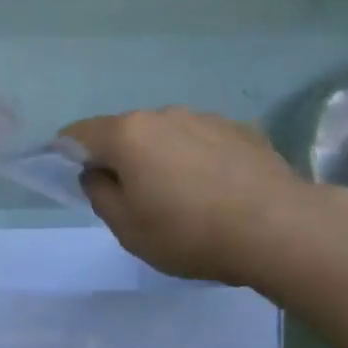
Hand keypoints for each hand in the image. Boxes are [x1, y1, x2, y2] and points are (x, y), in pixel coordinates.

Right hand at [62, 108, 317, 286]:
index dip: (67, 153)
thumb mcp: (128, 229)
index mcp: (127, 134)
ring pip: (166, 134)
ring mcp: (205, 118)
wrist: (280, 229)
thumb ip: (100, 195)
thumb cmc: (189, 233)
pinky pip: (202, 141)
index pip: (78, 134)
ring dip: (161, 156)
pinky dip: (197, 158)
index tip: (75, 176)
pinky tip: (216, 190)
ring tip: (181, 195)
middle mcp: (163, 115)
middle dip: (120, 157)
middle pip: (125, 132)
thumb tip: (96, 173)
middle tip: (132, 196)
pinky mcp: (241, 129)